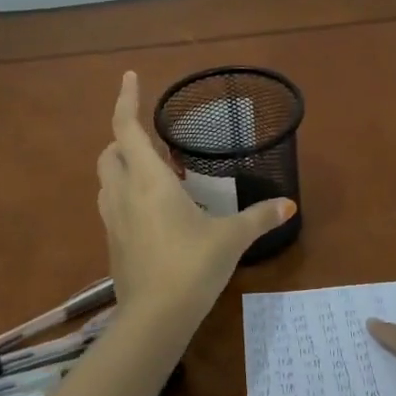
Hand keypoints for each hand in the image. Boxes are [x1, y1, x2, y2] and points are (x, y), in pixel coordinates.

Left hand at [96, 72, 294, 329]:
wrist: (154, 318)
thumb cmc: (192, 265)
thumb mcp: (231, 238)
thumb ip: (259, 217)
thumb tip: (289, 205)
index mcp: (148, 179)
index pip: (126, 127)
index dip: (125, 99)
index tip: (128, 76)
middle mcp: (123, 192)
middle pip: (110, 151)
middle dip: (125, 138)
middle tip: (157, 144)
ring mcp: (112, 219)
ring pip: (106, 179)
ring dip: (123, 166)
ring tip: (156, 175)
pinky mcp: (111, 243)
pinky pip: (111, 205)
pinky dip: (125, 194)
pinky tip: (154, 211)